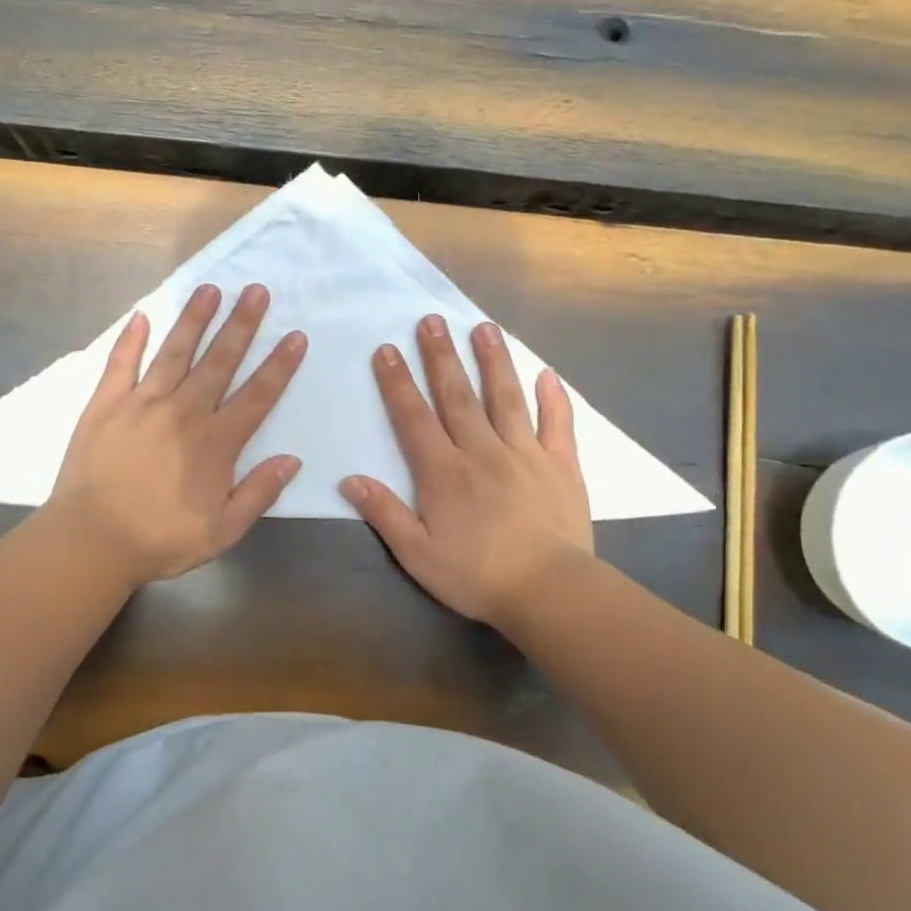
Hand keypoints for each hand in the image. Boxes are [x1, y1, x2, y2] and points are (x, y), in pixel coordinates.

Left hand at [50, 283, 306, 587]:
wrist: (92, 541)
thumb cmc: (160, 539)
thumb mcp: (223, 530)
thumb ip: (259, 492)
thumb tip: (291, 459)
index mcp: (215, 443)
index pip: (257, 396)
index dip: (279, 366)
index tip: (295, 336)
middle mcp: (183, 412)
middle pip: (219, 361)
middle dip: (241, 324)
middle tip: (256, 290)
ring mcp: (142, 403)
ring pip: (174, 352)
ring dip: (194, 320)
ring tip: (210, 289)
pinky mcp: (106, 404)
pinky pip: (120, 364)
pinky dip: (130, 339)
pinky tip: (141, 316)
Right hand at [341, 314, 591, 627]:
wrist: (548, 590)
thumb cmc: (476, 575)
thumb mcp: (417, 554)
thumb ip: (384, 513)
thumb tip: (349, 479)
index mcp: (444, 471)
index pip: (414, 417)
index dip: (397, 382)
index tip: (387, 349)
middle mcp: (482, 451)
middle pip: (457, 395)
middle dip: (441, 356)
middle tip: (431, 320)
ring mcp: (525, 453)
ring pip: (506, 397)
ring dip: (493, 361)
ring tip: (483, 327)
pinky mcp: (561, 464)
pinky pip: (557, 423)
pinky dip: (553, 397)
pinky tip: (547, 374)